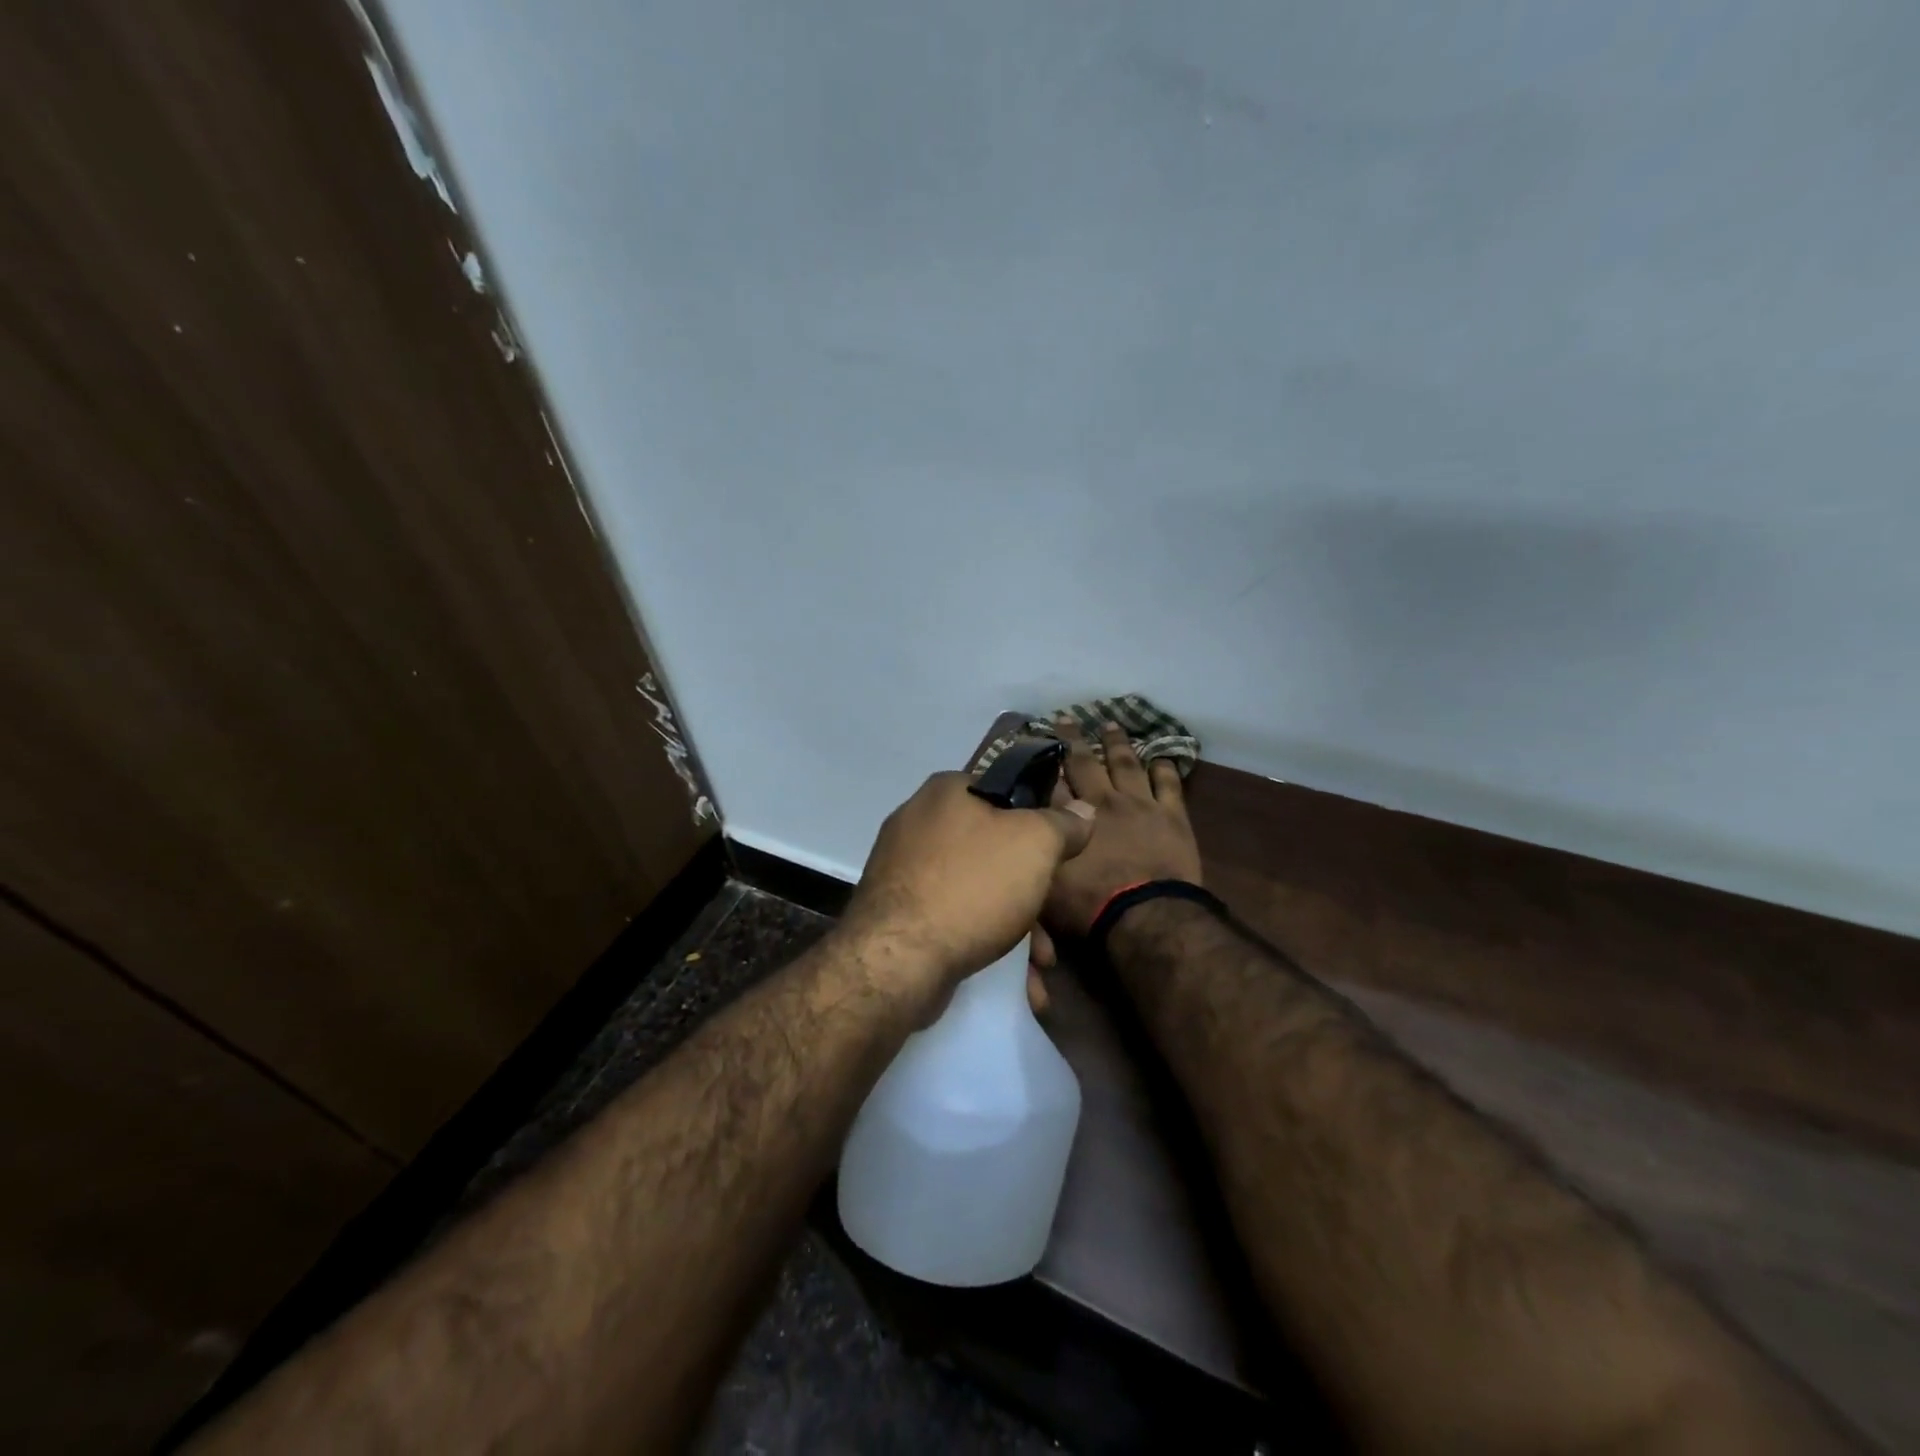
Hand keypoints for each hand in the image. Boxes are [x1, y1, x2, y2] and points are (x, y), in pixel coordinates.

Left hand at [841, 771, 1096, 1007]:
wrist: (898, 960)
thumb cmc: (972, 886)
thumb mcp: (1035, 845)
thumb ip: (1063, 824)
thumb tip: (1083, 809)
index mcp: (946, 792)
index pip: (1005, 792)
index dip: (1038, 823)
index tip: (1059, 857)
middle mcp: (918, 823)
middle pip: (993, 851)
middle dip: (1030, 894)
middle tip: (1052, 926)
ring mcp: (903, 870)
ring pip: (977, 891)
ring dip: (1016, 930)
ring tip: (1039, 968)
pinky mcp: (897, 914)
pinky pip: (953, 920)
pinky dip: (984, 944)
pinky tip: (1015, 982)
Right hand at [1037, 720, 1202, 953]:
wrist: (1146, 917)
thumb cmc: (1089, 906)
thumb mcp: (1046, 879)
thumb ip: (1038, 845)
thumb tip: (1029, 819)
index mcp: (1070, 816)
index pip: (1052, 781)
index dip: (1045, 761)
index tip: (1040, 743)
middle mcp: (1102, 801)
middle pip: (1084, 762)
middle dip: (1073, 740)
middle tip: (1066, 718)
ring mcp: (1140, 805)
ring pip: (1126, 764)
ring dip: (1117, 743)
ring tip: (1111, 725)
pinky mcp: (1172, 816)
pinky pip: (1167, 784)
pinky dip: (1162, 768)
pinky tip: (1159, 756)